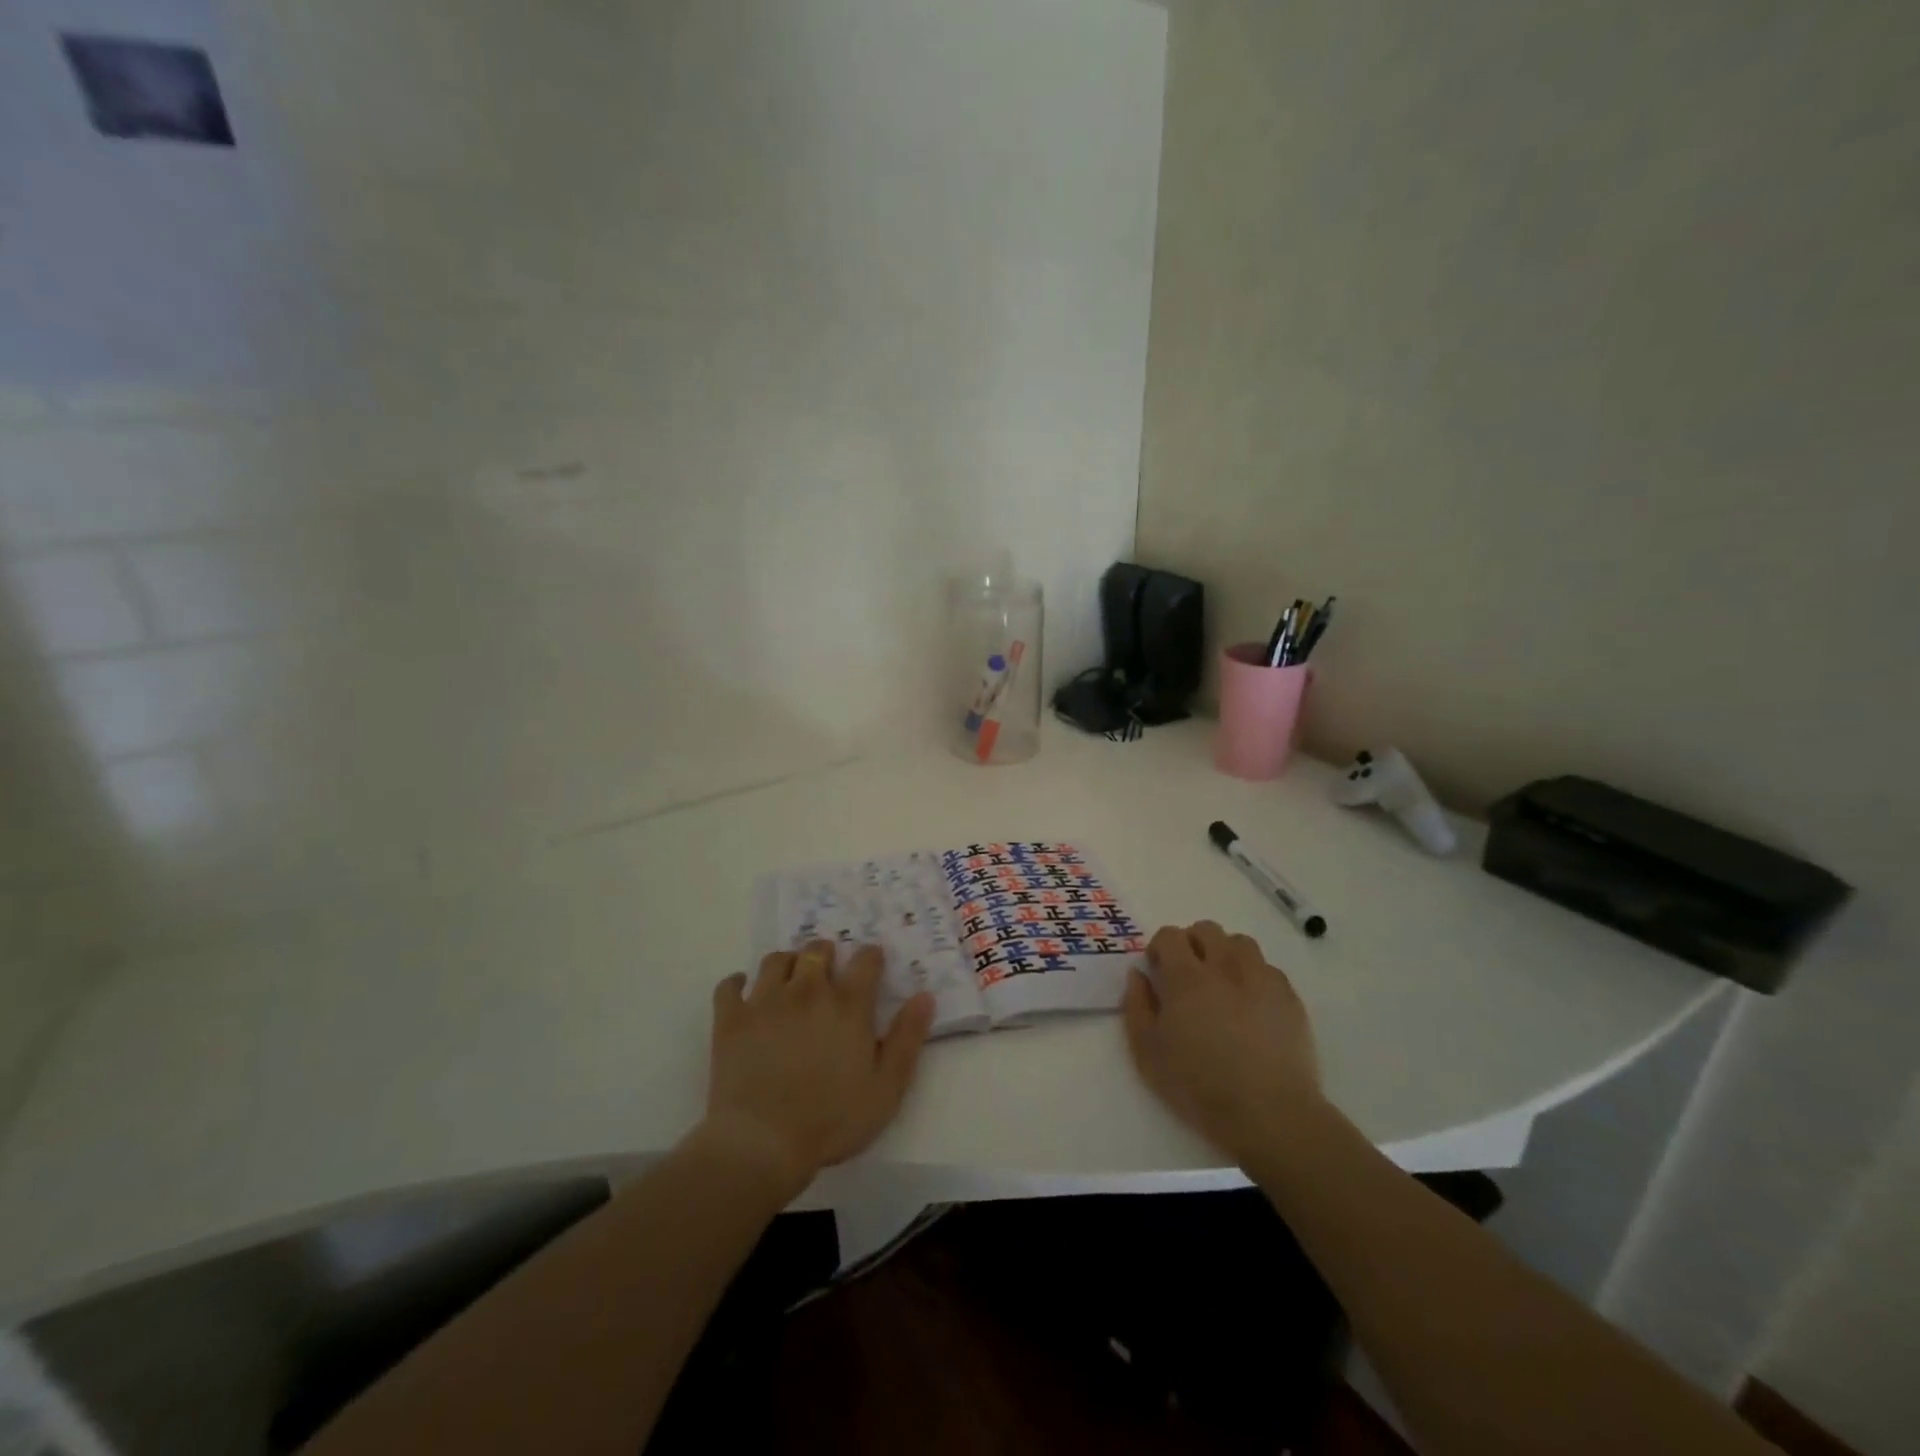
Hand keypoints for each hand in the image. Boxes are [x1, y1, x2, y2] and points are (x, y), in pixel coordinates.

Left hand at [702, 941, 935, 1198]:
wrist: (762, 1143)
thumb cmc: (832, 1120)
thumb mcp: (887, 1087)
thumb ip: (908, 1038)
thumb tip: (924, 995)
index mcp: (848, 1005)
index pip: (865, 960)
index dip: (871, 957)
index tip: (872, 964)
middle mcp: (807, 991)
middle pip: (817, 950)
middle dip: (826, 953)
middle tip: (828, 971)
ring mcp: (765, 1001)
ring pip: (776, 960)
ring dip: (787, 963)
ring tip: (790, 980)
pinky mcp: (731, 1019)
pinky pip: (730, 985)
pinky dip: (737, 984)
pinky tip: (744, 993)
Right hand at [1122, 920, 1322, 1164]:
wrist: (1270, 1114)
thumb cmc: (1199, 1086)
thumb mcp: (1147, 1053)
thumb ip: (1137, 1006)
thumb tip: (1139, 975)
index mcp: (1186, 976)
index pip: (1170, 935)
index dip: (1159, 947)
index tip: (1157, 971)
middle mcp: (1224, 966)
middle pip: (1206, 930)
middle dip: (1192, 944)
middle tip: (1187, 975)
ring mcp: (1261, 978)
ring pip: (1240, 943)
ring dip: (1225, 953)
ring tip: (1221, 984)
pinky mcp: (1289, 997)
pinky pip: (1268, 969)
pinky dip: (1254, 976)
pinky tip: (1251, 1005)